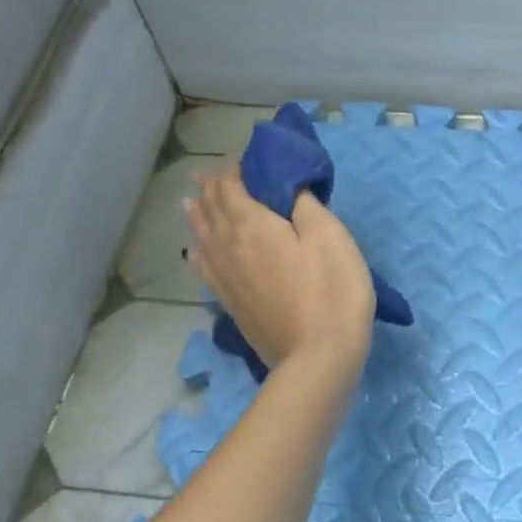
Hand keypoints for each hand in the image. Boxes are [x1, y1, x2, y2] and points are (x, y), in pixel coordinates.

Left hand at [186, 168, 374, 376]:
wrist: (317, 359)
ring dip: (199, 216)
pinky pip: (206, 269)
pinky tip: (195, 253)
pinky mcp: (232, 304)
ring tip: (191, 202)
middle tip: (212, 175)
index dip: (235, 171)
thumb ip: (304, 204)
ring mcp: (227, 279)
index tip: (246, 162)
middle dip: (213, 189)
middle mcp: (230, 247)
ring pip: (204, 238)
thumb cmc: (331, 292)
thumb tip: (286, 184)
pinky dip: (199, 253)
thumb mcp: (330, 237)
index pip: (231, 187)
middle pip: (214, 210)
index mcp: (253, 225)